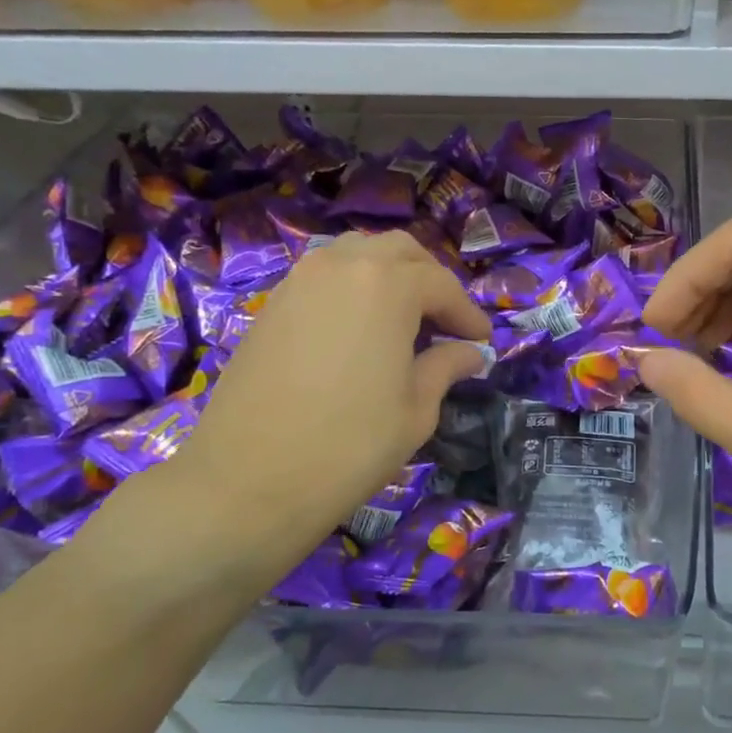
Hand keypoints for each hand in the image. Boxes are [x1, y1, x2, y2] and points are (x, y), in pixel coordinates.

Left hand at [163, 230, 490, 560]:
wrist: (248, 480)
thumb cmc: (350, 445)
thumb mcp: (416, 409)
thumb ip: (446, 366)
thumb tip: (470, 353)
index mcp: (387, 285)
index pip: (442, 285)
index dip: (468, 313)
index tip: (483, 341)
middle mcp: (342, 266)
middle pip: (399, 251)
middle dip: (430, 280)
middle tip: (445, 321)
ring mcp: (300, 281)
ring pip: (356, 254)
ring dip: (388, 276)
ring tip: (403, 319)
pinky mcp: (272, 305)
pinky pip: (324, 277)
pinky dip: (352, 289)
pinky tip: (359, 330)